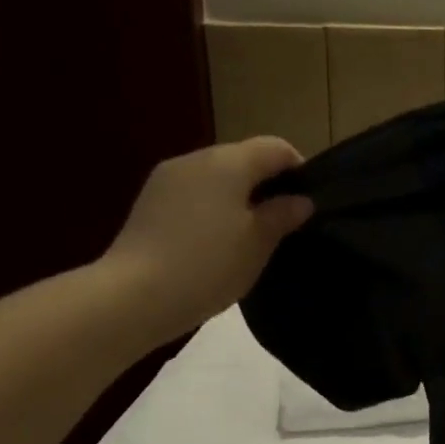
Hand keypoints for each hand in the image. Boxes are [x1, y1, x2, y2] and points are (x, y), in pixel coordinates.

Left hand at [99, 137, 313, 339]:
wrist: (135, 295)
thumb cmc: (208, 265)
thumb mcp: (258, 243)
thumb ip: (282, 215)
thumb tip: (300, 200)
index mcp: (228, 162)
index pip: (275, 148)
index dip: (299, 169)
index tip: (309, 202)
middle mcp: (196, 159)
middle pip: (243, 159)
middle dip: (267, 185)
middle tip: (283, 224)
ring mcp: (167, 179)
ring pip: (216, 178)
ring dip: (238, 198)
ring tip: (249, 237)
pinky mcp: (149, 202)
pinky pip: (193, 194)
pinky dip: (212, 209)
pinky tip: (215, 243)